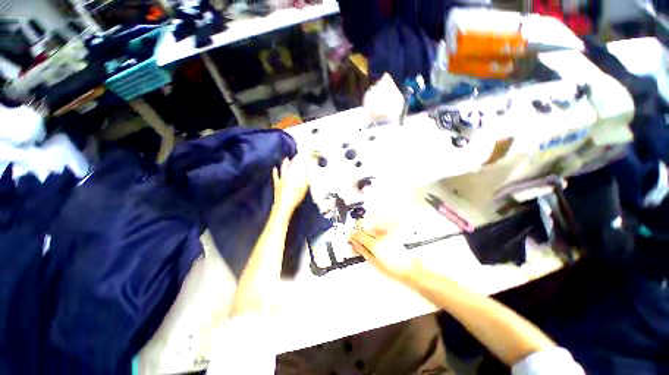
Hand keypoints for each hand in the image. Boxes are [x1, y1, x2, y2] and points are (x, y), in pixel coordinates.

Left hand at [272, 156, 309, 219]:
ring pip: (283, 169)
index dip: (301, 161)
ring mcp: (281, 180)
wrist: (284, 205)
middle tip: (296, 156)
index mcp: (295, 176)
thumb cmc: (295, 197)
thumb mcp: (304, 188)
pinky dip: (275, 172)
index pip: (299, 166)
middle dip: (293, 160)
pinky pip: (275, 176)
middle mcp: (288, 176)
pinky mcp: (276, 184)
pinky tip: (274, 168)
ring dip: (285, 164)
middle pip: (291, 166)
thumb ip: (307, 179)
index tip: (303, 156)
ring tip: (286, 159)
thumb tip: (310, 171)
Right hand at [349, 225, 419, 280]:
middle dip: (358, 233)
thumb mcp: (373, 262)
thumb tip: (354, 244)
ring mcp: (386, 234)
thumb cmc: (392, 269)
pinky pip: (378, 228)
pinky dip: (373, 230)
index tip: (350, 238)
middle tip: (356, 239)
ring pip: (371, 227)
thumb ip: (362, 250)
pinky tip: (373, 237)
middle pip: (364, 230)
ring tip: (365, 239)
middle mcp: (380, 236)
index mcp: (375, 244)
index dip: (352, 235)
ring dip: (366, 231)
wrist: (407, 268)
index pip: (359, 235)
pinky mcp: (391, 233)